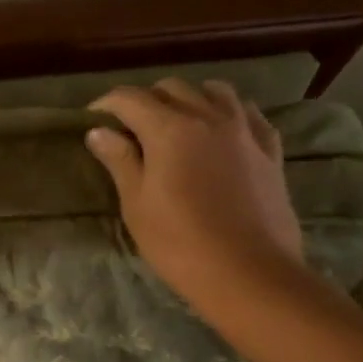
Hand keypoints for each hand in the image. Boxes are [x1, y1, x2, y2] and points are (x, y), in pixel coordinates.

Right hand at [85, 78, 303, 303]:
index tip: (92, 118)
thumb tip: (99, 132)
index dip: (106, 104)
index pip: (130, 99)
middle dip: (146, 99)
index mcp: (170, 129)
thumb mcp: (137, 204)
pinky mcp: (270, 151)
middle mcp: (209, 118)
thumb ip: (120, 161)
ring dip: (190, 98)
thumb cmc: (179, 242)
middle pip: (172, 88)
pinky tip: (222, 131)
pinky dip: (229, 113)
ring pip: (215, 92)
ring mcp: (244, 131)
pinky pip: (249, 115)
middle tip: (131, 126)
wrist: (249, 273)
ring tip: (178, 121)